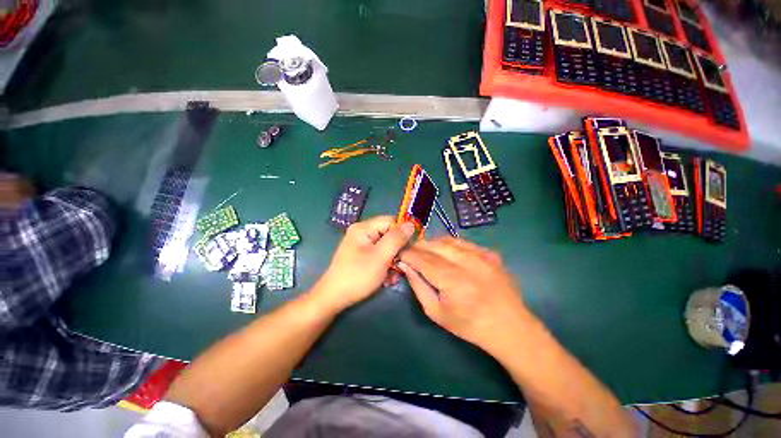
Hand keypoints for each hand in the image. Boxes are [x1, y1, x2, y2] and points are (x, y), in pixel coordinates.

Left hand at [312, 216, 414, 311]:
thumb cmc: (358, 276)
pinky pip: (378, 255)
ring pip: (385, 247)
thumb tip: (411, 224)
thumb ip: (396, 239)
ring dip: (392, 262)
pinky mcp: (361, 256)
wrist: (333, 298)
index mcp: (364, 228)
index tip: (411, 248)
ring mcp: (361, 245)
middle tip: (402, 267)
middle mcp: (362, 233)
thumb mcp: (381, 256)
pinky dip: (384, 266)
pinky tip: (386, 279)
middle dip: (397, 252)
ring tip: (393, 277)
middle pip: (388, 235)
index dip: (403, 232)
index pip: (391, 221)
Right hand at [397, 237, 533, 353]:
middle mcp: (466, 262)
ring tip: (425, 251)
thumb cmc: (469, 325)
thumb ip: (418, 286)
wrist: (509, 326)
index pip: (422, 258)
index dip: (408, 254)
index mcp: (452, 280)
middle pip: (434, 245)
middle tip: (410, 253)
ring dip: (432, 243)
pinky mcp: (489, 253)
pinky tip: (445, 251)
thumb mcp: (436, 312)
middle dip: (418, 247)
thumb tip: (405, 265)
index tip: (399, 255)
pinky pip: (463, 242)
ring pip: (447, 240)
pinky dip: (449, 244)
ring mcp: (481, 255)